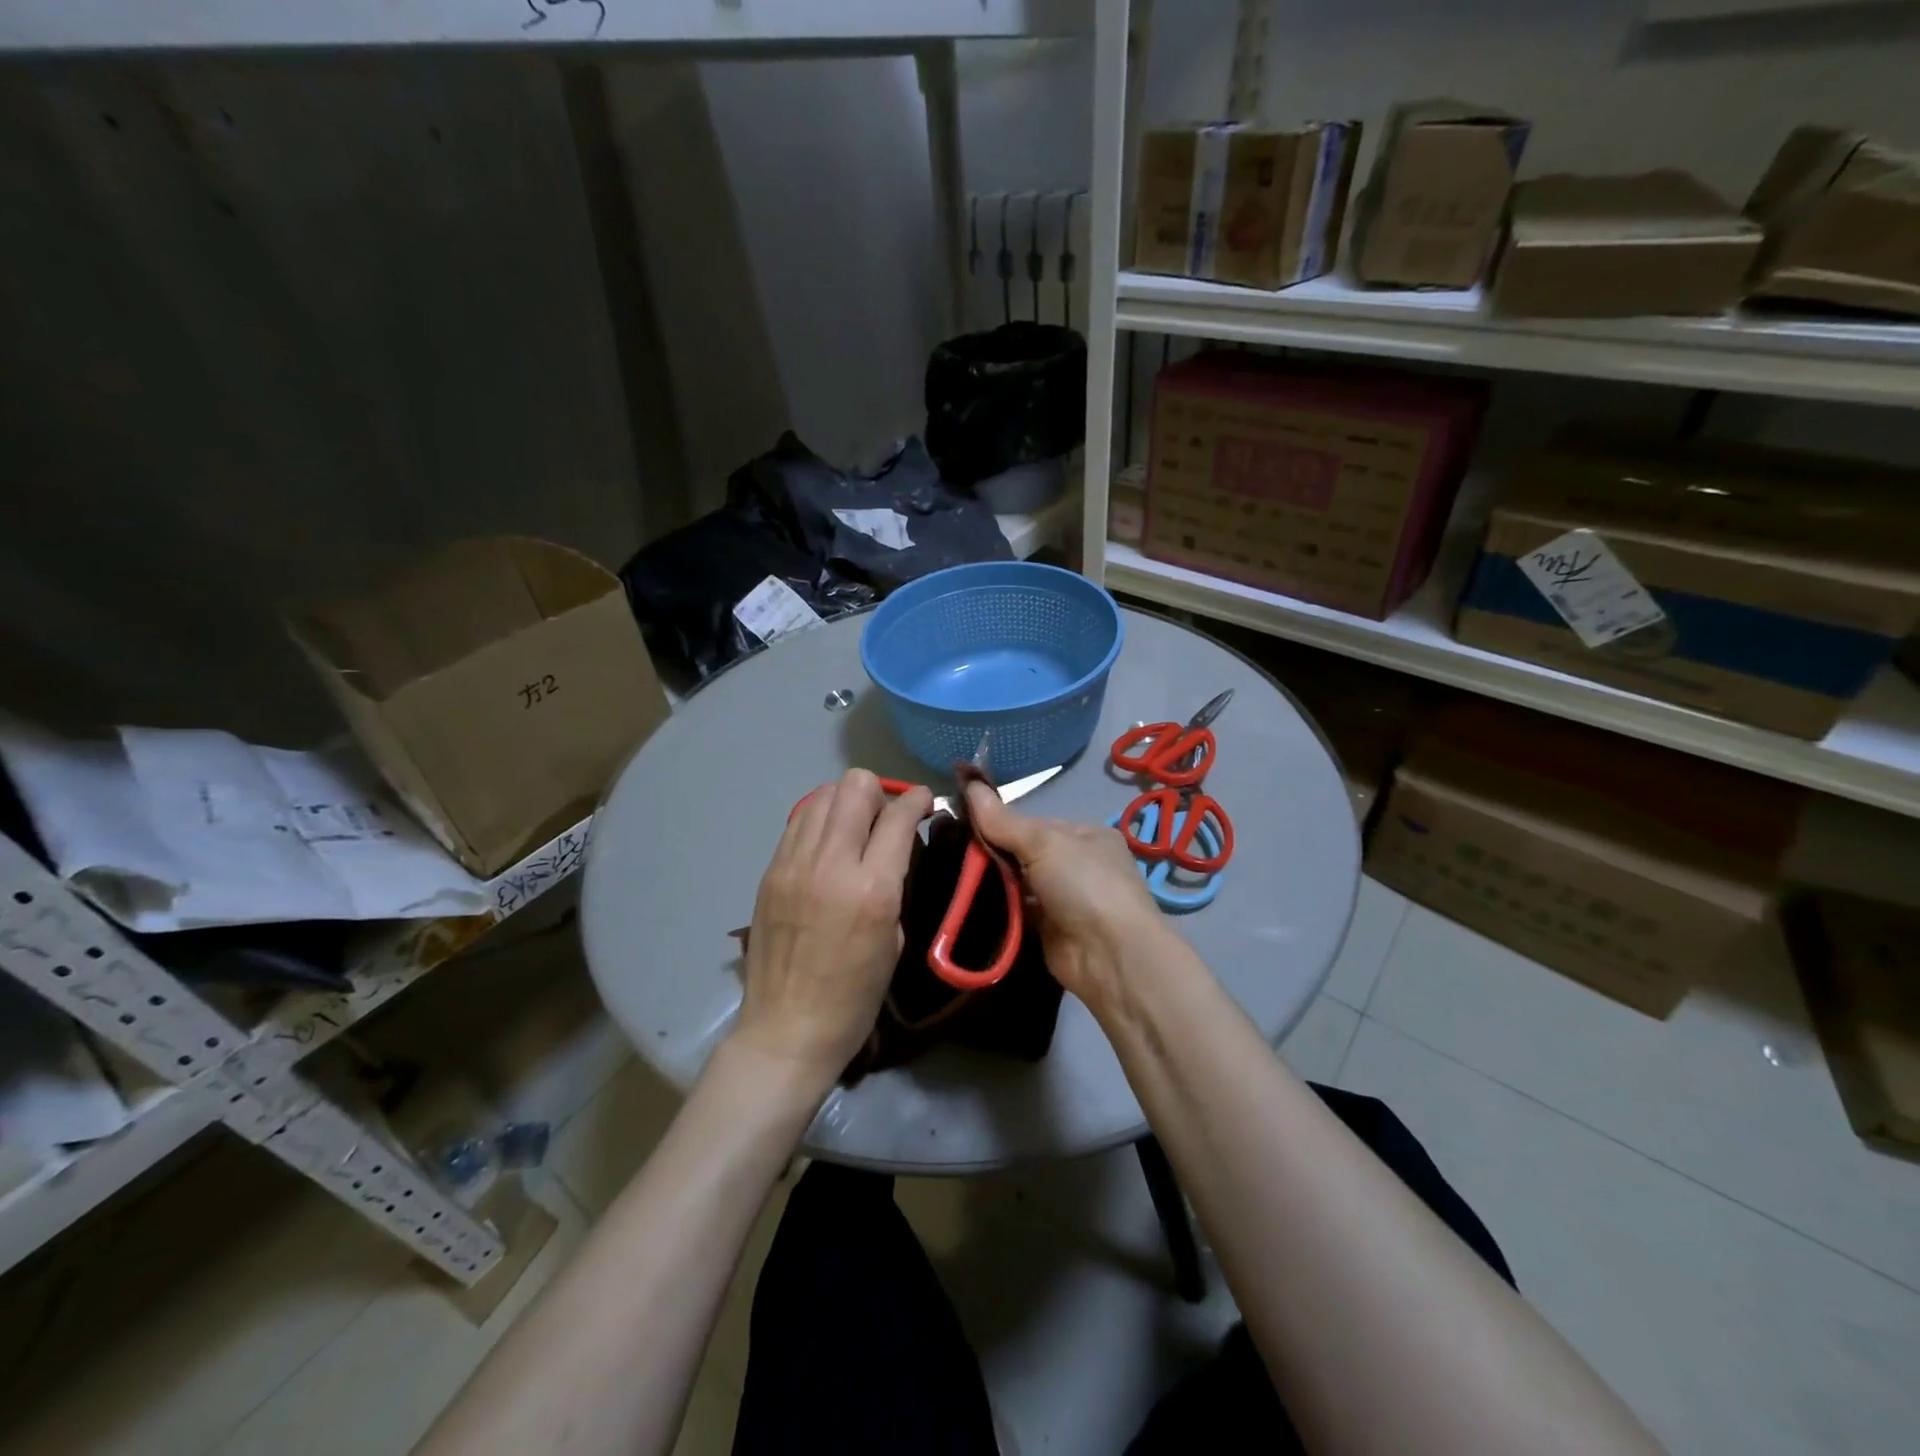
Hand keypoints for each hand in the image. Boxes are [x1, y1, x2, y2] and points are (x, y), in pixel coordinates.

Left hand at [732, 769, 931, 1095]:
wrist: (787, 1030)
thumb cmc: (854, 997)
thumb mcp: (895, 939)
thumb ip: (895, 882)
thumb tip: (895, 846)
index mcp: (872, 889)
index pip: (898, 815)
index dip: (918, 800)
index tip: (925, 803)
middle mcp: (831, 864)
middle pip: (854, 786)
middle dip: (880, 792)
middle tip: (886, 818)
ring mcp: (794, 863)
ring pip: (822, 793)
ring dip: (847, 801)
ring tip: (856, 828)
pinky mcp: (770, 870)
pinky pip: (799, 821)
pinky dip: (820, 819)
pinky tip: (829, 845)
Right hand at [965, 781, 1166, 1009]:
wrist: (1110, 956)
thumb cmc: (1084, 884)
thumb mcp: (1044, 843)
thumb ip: (1004, 821)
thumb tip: (970, 784)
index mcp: (1085, 835)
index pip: (1034, 823)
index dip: (1000, 823)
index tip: (962, 823)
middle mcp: (1077, 865)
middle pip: (1024, 853)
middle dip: (992, 853)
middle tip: (951, 850)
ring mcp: (1064, 899)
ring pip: (1018, 883)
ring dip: (992, 882)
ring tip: (952, 874)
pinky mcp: (1050, 930)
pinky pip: (1017, 911)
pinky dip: (998, 908)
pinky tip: (967, 902)